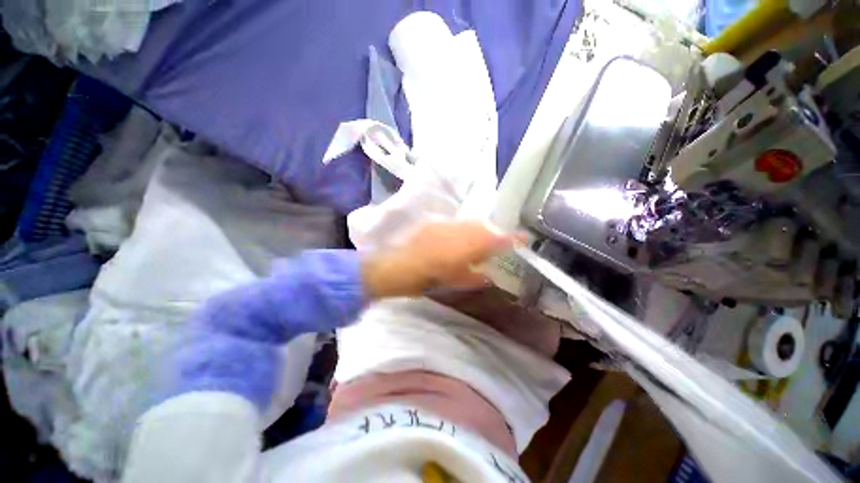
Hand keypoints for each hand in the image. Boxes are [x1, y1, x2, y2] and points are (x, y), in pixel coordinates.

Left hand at [362, 221, 520, 299]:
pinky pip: (457, 223)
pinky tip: (459, 238)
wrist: (398, 265)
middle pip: (486, 227)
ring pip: (472, 223)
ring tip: (478, 242)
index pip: (499, 239)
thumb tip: (487, 276)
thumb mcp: (456, 281)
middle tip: (498, 244)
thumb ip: (476, 277)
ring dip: (479, 231)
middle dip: (495, 234)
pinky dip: (464, 230)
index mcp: (470, 246)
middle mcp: (463, 230)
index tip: (525, 238)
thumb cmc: (429, 277)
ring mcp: (449, 224)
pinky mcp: (437, 222)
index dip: (513, 238)